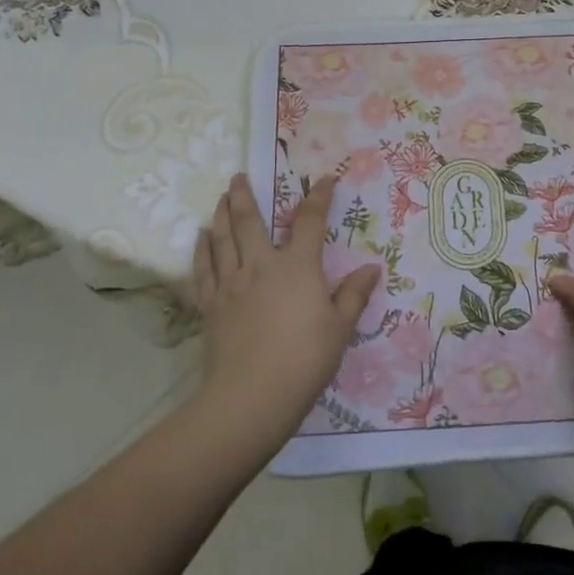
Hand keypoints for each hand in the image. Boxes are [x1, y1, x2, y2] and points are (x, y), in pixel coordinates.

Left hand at [192, 173, 381, 443]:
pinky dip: (202, 249)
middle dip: (244, 195)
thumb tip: (371, 268)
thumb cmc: (304, 360)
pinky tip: (201, 237)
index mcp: (298, 266)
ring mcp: (232, 283)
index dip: (319, 197)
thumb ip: (354, 295)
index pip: (310, 221)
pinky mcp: (211, 305)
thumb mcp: (340, 328)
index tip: (324, 180)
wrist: (251, 397)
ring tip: (221, 197)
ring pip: (223, 239)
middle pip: (249, 220)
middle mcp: (261, 264)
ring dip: (221, 214)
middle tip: (239, 176)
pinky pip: (204, 268)